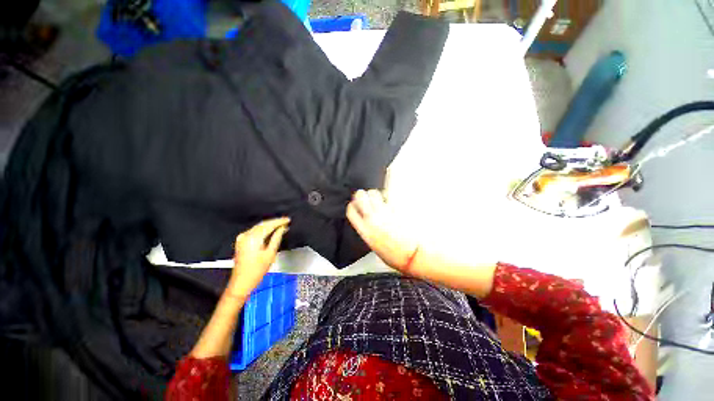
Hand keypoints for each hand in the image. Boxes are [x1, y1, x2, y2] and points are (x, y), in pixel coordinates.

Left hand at [228, 217, 289, 297]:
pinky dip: (263, 230)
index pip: (269, 225)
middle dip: (275, 222)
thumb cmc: (257, 270)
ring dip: (269, 225)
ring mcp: (242, 238)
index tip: (288, 220)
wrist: (241, 283)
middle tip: (286, 222)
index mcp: (253, 238)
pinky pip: (254, 231)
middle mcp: (246, 235)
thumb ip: (276, 238)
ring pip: (258, 227)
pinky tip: (270, 231)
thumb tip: (282, 228)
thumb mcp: (270, 254)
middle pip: (263, 224)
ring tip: (281, 226)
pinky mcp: (241, 242)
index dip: (279, 221)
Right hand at [346, 189, 417, 270]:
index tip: (353, 204)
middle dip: (361, 194)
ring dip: (374, 194)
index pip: (351, 211)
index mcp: (364, 231)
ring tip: (377, 197)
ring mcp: (384, 213)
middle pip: (360, 197)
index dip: (351, 205)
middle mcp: (372, 219)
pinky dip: (387, 197)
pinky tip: (388, 199)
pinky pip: (388, 198)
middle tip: (364, 196)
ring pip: (374, 193)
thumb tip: (367, 222)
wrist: (410, 255)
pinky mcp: (396, 210)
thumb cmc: (393, 255)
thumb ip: (368, 231)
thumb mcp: (373, 245)